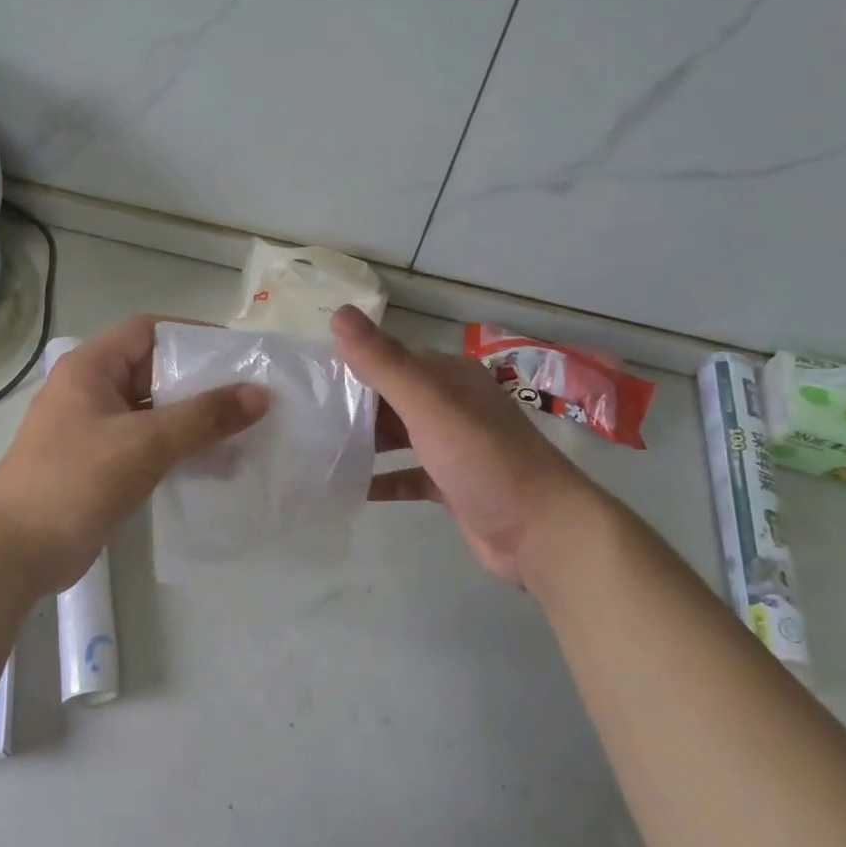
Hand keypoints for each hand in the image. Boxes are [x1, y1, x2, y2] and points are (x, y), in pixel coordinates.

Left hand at [0, 316, 268, 595]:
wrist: (13, 554)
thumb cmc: (73, 482)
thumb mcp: (143, 444)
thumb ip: (203, 418)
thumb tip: (260, 394)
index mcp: (91, 368)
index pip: (149, 332)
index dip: (194, 337)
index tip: (239, 355)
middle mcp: (92, 391)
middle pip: (155, 372)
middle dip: (202, 383)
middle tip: (253, 396)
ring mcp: (95, 430)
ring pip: (154, 412)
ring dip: (194, 420)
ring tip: (245, 431)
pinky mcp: (102, 466)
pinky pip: (148, 445)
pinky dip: (179, 449)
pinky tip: (215, 464)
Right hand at [334, 305, 603, 586]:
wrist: (544, 532)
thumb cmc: (485, 460)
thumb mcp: (430, 406)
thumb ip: (385, 363)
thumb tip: (338, 313)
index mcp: (449, 378)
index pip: (390, 360)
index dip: (350, 365)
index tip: (306, 379)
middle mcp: (452, 406)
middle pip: (391, 399)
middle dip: (352, 407)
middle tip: (301, 420)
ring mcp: (454, 447)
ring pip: (398, 437)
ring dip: (364, 442)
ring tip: (315, 450)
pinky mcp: (452, 485)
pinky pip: (407, 476)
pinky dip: (382, 480)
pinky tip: (349, 488)